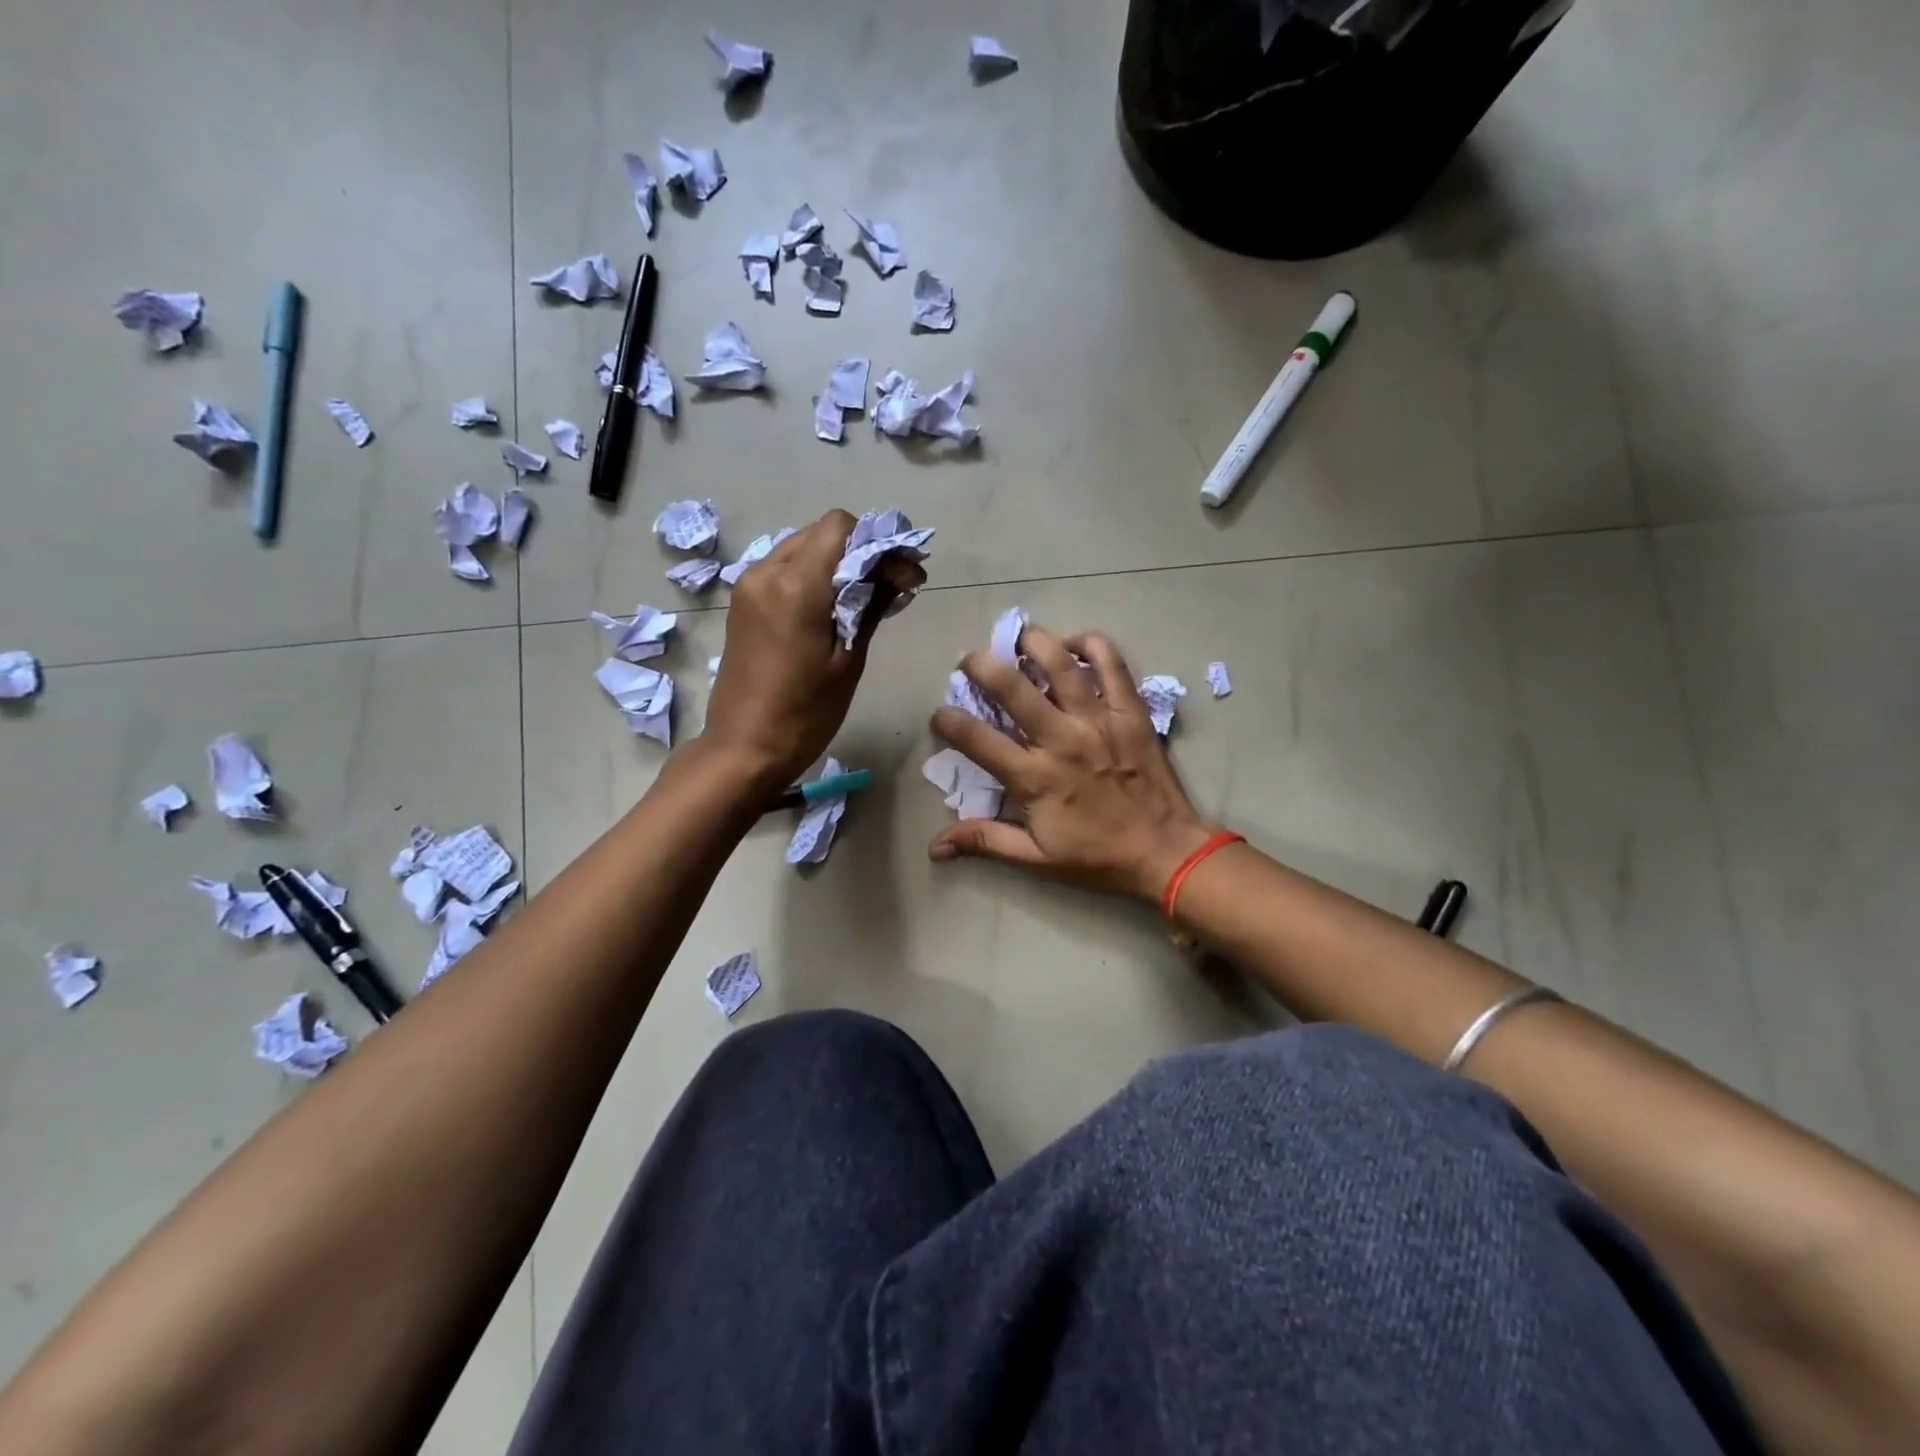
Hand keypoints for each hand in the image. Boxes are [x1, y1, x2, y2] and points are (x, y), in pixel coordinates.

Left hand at [703, 509, 925, 789]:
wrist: (744, 749)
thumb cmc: (805, 712)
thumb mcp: (848, 660)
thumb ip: (872, 604)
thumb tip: (901, 568)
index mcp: (796, 584)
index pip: (840, 526)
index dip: (876, 541)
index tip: (899, 573)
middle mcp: (766, 571)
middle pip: (821, 533)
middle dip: (859, 552)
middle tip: (889, 588)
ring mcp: (749, 585)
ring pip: (802, 549)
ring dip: (835, 565)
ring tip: (861, 602)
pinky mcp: (742, 602)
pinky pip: (783, 570)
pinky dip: (812, 578)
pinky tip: (830, 611)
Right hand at [928, 626, 1217, 901]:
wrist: (1165, 852)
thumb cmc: (1097, 857)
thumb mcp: (1035, 858)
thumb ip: (985, 841)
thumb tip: (934, 847)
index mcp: (1034, 778)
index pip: (977, 739)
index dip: (948, 721)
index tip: (939, 714)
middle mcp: (1062, 740)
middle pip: (1012, 688)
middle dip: (981, 665)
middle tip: (968, 658)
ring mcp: (1099, 720)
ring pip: (1060, 664)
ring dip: (1034, 644)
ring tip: (1019, 638)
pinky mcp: (1130, 711)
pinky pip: (1112, 664)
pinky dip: (1092, 645)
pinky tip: (1075, 645)